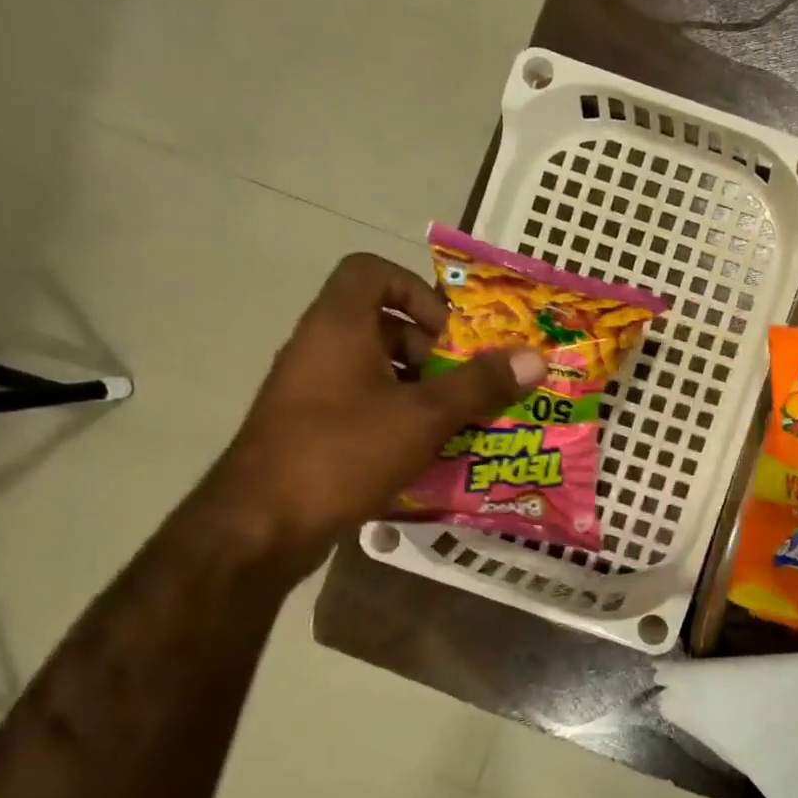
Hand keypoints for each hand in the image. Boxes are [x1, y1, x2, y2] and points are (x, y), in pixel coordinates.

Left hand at [198, 252, 543, 573]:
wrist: (261, 526)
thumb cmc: (343, 453)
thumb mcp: (424, 417)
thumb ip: (480, 385)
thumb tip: (536, 358)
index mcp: (339, 327)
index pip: (371, 271)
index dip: (416, 291)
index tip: (448, 333)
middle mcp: (320, 349)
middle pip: (381, 324)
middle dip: (432, 351)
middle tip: (464, 383)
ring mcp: (312, 391)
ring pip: (377, 369)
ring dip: (422, 388)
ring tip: (458, 420)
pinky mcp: (312, 429)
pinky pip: (365, 404)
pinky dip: (400, 417)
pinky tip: (428, 451)